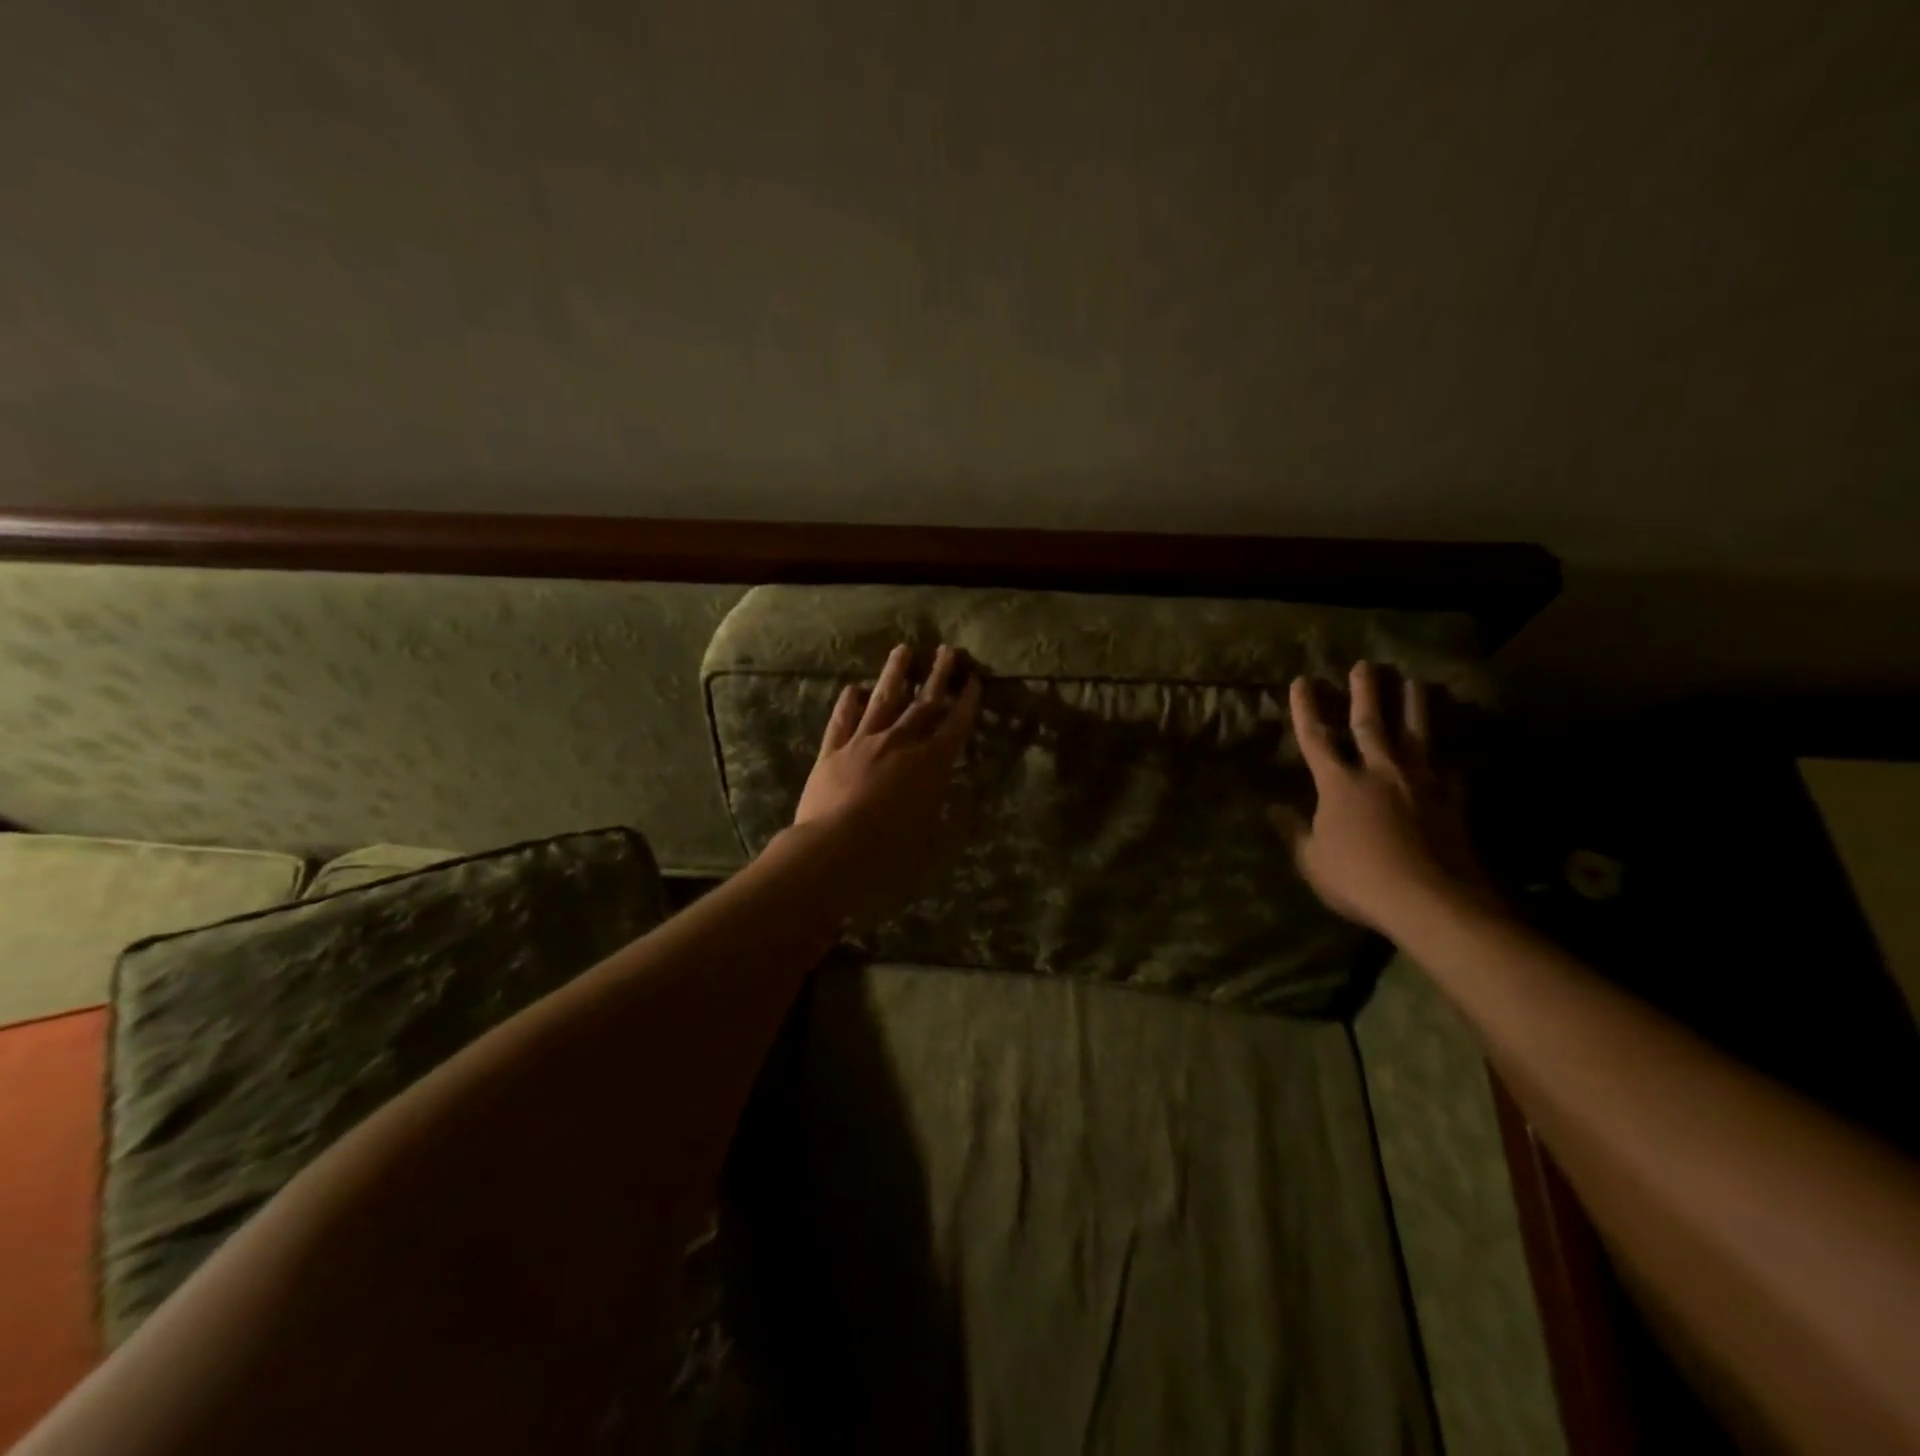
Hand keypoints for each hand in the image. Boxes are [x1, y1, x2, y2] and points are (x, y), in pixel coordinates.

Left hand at [787, 642, 982, 922]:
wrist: (834, 852)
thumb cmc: (894, 853)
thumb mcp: (937, 844)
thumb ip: (956, 823)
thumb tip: (972, 807)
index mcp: (931, 764)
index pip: (955, 725)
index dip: (967, 702)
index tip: (974, 680)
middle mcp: (900, 743)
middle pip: (923, 704)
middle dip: (938, 676)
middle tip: (948, 651)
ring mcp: (863, 743)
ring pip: (883, 700)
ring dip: (895, 674)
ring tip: (904, 650)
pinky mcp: (831, 753)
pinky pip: (842, 721)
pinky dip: (849, 703)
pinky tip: (853, 688)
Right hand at [1272, 661, 1490, 933]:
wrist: (1431, 901)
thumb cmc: (1359, 880)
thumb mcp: (1312, 861)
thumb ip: (1294, 831)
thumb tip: (1273, 809)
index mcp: (1339, 784)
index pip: (1316, 738)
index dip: (1306, 709)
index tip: (1303, 681)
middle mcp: (1379, 773)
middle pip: (1370, 724)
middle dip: (1365, 693)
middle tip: (1366, 665)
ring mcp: (1420, 785)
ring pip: (1416, 736)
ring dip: (1414, 707)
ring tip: (1415, 682)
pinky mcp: (1452, 804)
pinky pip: (1449, 775)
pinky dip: (1446, 765)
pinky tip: (1448, 761)